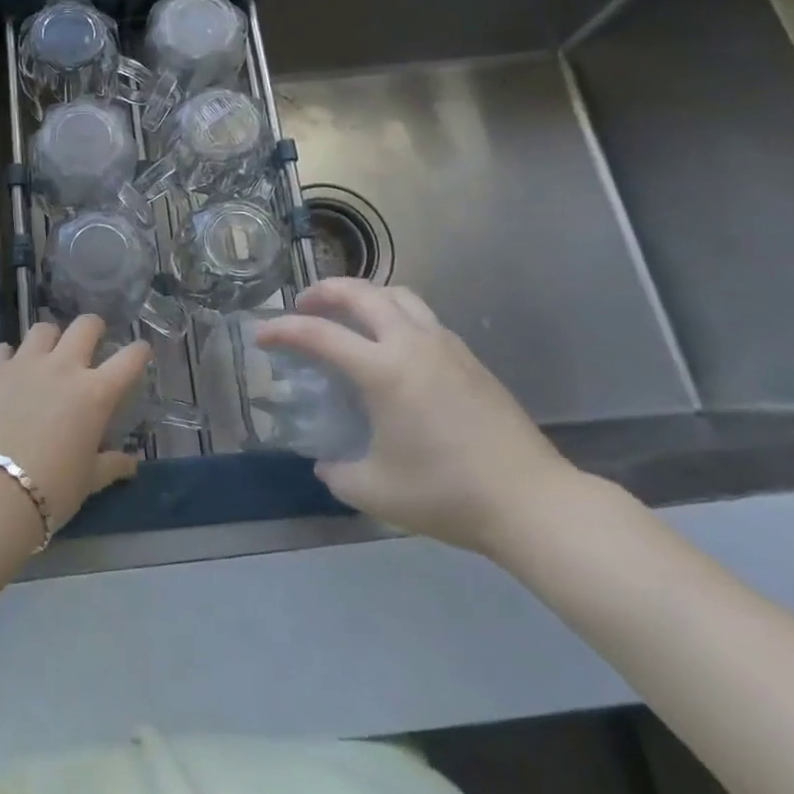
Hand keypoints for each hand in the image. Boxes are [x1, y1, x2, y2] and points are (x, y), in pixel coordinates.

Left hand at [0, 317, 147, 532]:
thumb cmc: (52, 490)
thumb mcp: (89, 481)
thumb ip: (111, 465)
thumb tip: (131, 464)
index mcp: (96, 393)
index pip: (130, 359)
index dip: (139, 351)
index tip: (140, 352)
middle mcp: (64, 367)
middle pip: (85, 325)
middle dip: (92, 329)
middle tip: (90, 342)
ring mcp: (25, 363)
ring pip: (42, 330)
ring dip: (48, 340)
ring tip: (44, 357)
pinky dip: (4, 358)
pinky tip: (4, 374)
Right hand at [255, 278, 580, 557]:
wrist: (532, 502)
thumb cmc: (447, 494)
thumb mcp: (376, 492)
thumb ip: (339, 473)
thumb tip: (326, 463)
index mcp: (384, 370)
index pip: (319, 334)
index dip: (283, 330)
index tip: (261, 336)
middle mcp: (411, 343)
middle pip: (360, 292)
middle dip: (324, 291)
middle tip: (303, 306)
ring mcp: (445, 344)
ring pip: (396, 294)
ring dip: (363, 295)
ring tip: (347, 314)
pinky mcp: (468, 356)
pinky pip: (421, 316)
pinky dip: (393, 313)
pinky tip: (391, 345)